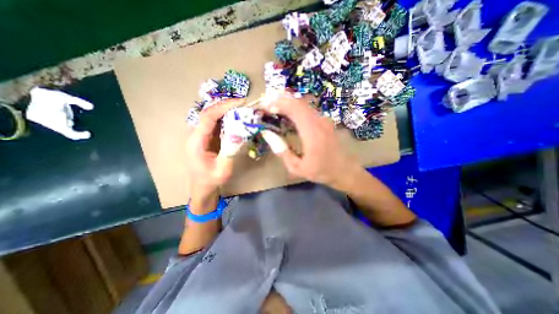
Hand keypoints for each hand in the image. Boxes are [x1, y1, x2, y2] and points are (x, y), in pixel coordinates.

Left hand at [185, 98, 245, 202]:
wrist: (202, 187)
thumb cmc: (211, 180)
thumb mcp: (223, 170)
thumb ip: (231, 151)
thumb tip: (240, 133)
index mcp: (196, 142)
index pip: (208, 117)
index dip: (223, 107)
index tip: (240, 103)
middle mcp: (195, 135)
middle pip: (208, 113)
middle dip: (226, 106)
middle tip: (243, 104)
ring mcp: (199, 135)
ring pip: (211, 117)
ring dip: (226, 111)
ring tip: (242, 108)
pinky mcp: (205, 137)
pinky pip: (215, 123)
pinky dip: (226, 118)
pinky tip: (236, 118)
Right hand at [269, 94, 362, 189]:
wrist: (344, 170)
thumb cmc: (321, 171)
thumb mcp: (297, 168)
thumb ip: (282, 151)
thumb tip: (267, 134)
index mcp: (312, 133)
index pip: (295, 109)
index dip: (278, 104)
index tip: (264, 107)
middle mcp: (319, 122)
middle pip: (298, 102)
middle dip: (280, 100)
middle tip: (266, 106)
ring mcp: (324, 120)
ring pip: (303, 104)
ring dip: (287, 103)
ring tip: (274, 108)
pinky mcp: (325, 121)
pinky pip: (308, 110)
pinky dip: (295, 108)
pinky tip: (287, 114)